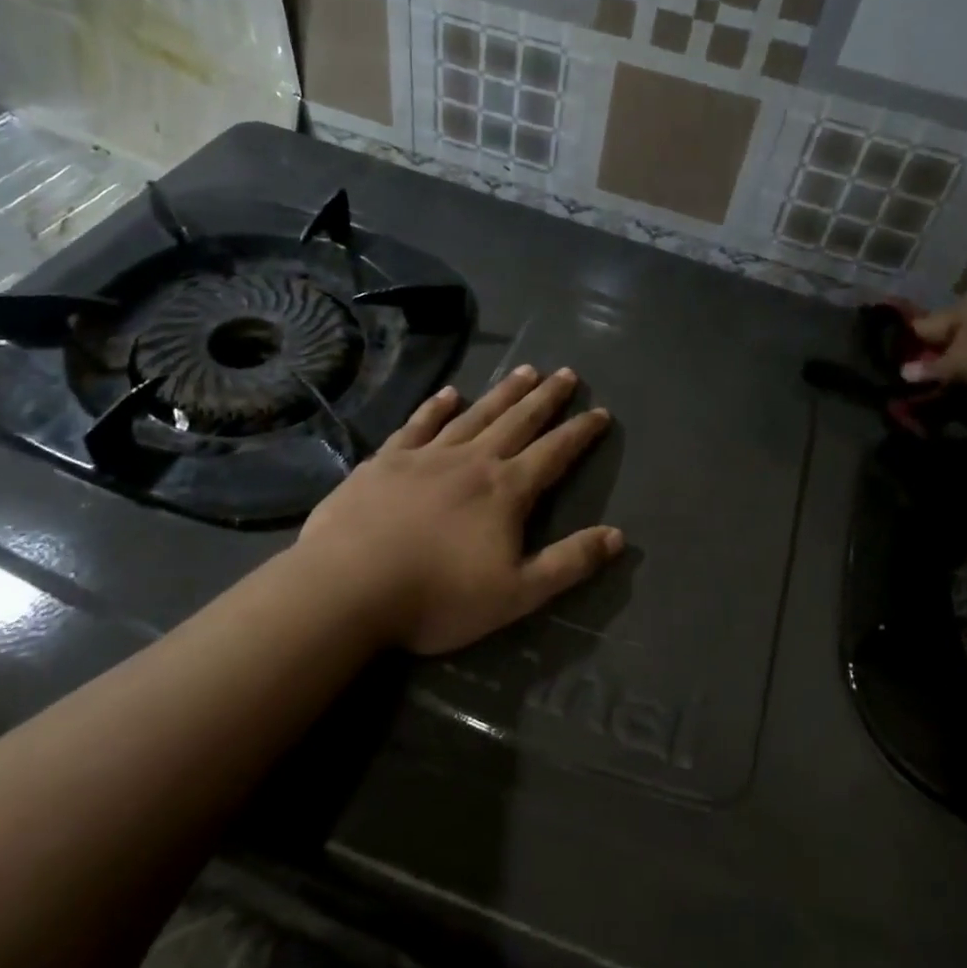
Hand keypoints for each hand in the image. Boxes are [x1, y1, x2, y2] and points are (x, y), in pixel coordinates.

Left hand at [293, 366, 621, 654]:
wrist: (349, 586)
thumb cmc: (438, 597)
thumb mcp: (517, 593)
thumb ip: (569, 563)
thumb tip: (618, 536)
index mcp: (505, 490)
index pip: (554, 453)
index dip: (580, 433)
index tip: (600, 412)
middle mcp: (472, 461)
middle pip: (518, 421)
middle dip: (546, 398)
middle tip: (566, 373)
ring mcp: (426, 456)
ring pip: (475, 414)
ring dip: (502, 392)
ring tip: (525, 370)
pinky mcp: (387, 460)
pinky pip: (419, 424)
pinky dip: (436, 406)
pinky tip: (449, 393)